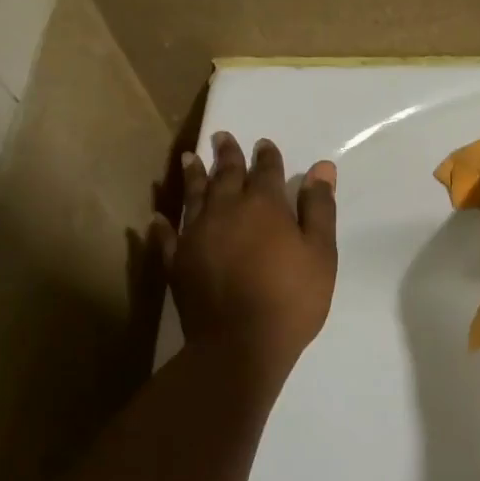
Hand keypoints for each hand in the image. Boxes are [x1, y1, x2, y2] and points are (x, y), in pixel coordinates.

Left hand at [153, 132, 338, 384]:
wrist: (241, 344)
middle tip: (221, 137)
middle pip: (225, 175)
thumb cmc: (291, 298)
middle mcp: (226, 211)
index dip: (267, 156)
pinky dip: (163, 225)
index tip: (264, 144)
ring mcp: (196, 235)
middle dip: (227, 155)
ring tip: (190, 158)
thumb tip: (321, 169)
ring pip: (193, 196)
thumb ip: (319, 209)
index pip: (266, 171)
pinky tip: (158, 218)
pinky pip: (168, 237)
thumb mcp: (320, 254)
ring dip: (192, 176)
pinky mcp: (178, 263)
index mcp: (263, 206)